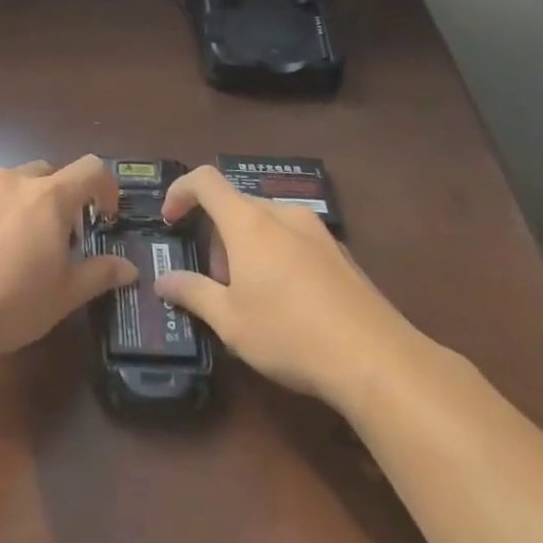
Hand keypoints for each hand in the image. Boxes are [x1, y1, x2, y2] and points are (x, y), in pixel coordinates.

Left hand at [0, 155, 139, 362]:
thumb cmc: (16, 302)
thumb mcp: (67, 294)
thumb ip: (100, 273)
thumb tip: (129, 269)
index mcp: (49, 196)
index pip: (90, 168)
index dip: (107, 187)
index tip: (107, 217)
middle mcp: (16, 182)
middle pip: (51, 172)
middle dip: (66, 196)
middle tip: (67, 237)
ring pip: (19, 182)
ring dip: (33, 202)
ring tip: (30, 244)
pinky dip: (5, 212)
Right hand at [154, 165, 426, 416]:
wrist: (379, 362)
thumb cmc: (290, 334)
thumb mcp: (230, 322)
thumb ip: (192, 293)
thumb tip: (163, 280)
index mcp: (248, 221)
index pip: (205, 180)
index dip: (180, 191)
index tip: (171, 220)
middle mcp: (282, 214)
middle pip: (236, 204)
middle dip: (217, 235)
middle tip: (217, 281)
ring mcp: (317, 232)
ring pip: (267, 222)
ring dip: (247, 246)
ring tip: (252, 295)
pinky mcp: (342, 255)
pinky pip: (295, 240)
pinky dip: (278, 256)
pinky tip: (290, 303)